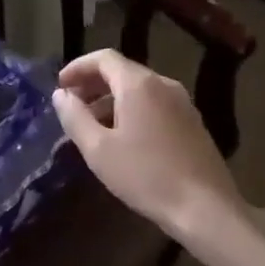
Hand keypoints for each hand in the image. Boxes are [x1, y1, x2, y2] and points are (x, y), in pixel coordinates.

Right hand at [53, 48, 245, 242]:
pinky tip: (123, 138)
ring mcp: (183, 103)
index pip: (104, 58)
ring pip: (140, 90)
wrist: (204, 207)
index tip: (60, 86)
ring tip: (92, 126)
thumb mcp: (98, 149)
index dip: (78, 67)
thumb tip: (60, 95)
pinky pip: (155, 105)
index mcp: (139, 84)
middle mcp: (164, 84)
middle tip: (72, 105)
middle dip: (93, 84)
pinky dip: (132, 111)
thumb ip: (75, 117)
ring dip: (111, 100)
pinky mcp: (192, 123)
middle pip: (122, 71)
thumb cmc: (145, 176)